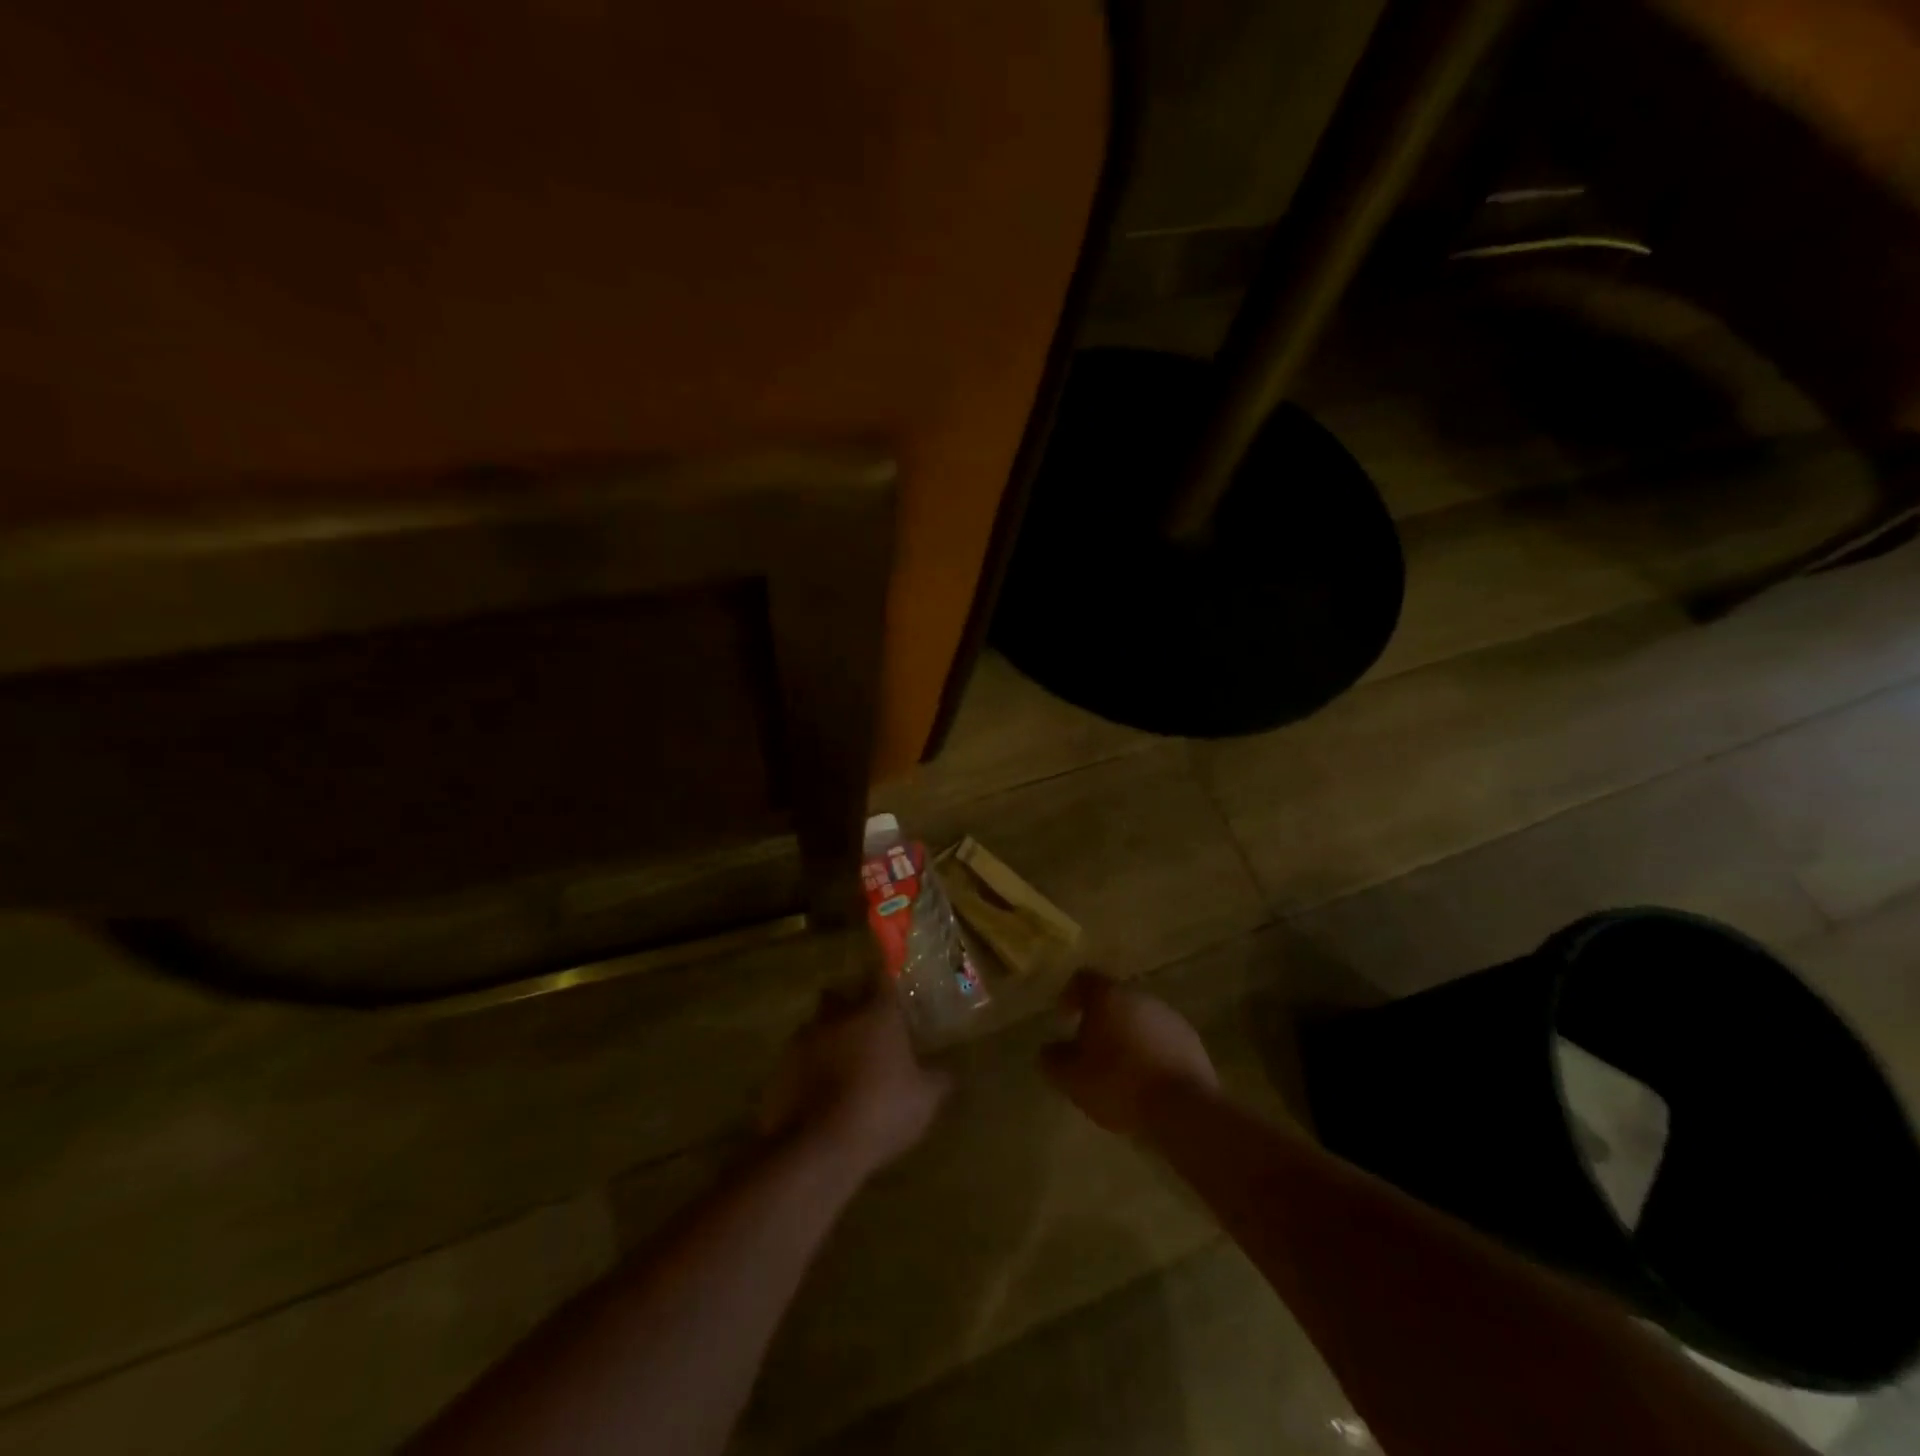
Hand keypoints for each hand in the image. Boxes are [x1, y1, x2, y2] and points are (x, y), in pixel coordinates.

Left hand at [759, 986, 951, 1179]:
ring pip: (815, 1025)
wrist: (817, 1147)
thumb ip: (938, 1080)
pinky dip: (807, 1069)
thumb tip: (949, 1072)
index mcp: (876, 1013)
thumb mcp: (924, 1101)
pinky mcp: (781, 1068)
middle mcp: (838, 1016)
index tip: (889, 987)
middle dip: (848, 1005)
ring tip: (839, 1065)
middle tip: (863, 1028)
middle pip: (839, 995)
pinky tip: (818, 1094)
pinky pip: (797, 1059)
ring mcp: (804, 1040)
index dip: (884, 980)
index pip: (880, 977)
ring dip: (826, 1038)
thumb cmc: (881, 1111)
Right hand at [1041, 970, 1219, 1134]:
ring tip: (1119, 1068)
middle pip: (1114, 998)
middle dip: (1100, 1019)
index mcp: (1108, 996)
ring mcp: (1170, 1017)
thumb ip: (1053, 1060)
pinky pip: (1162, 1038)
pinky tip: (1146, 1079)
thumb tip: (1047, 1050)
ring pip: (1140, 1018)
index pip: (1083, 978)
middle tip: (1089, 1048)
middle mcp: (1140, 997)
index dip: (1070, 995)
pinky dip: (1150, 1051)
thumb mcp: (1072, 1078)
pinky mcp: (1192, 1041)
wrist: (1183, 1108)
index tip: (1064, 1018)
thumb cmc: (1119, 1083)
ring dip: (1127, 1035)